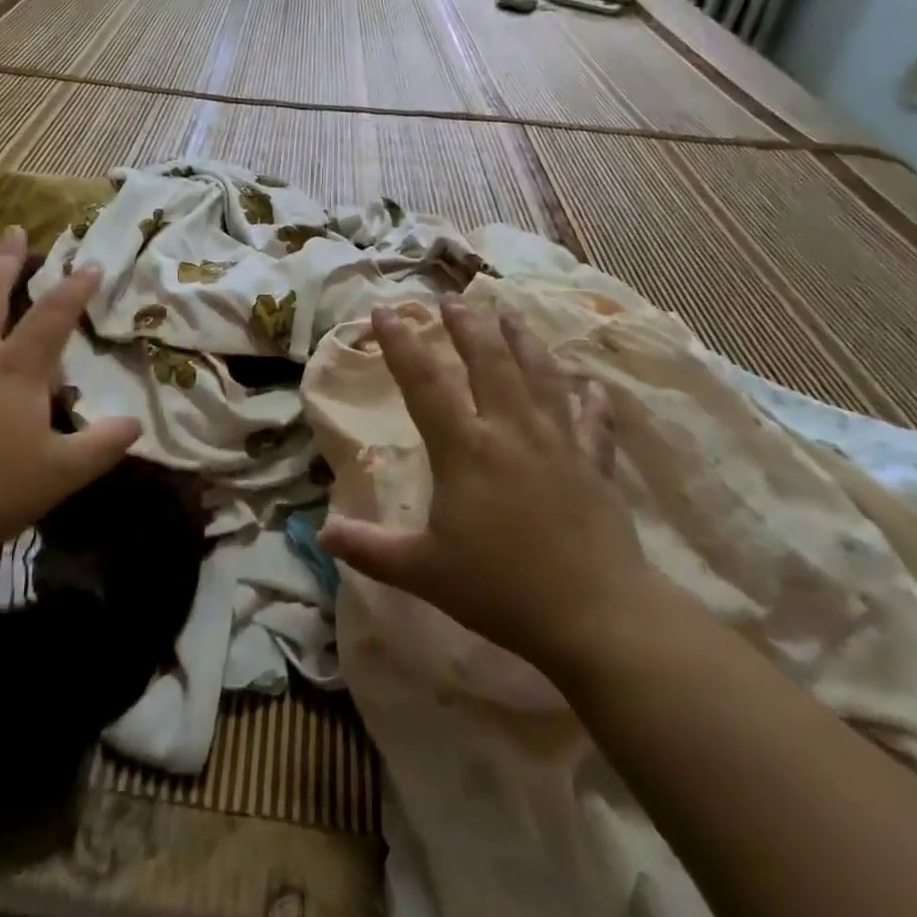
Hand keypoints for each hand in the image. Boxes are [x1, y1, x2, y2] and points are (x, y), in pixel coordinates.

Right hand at [318, 298, 661, 669]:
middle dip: (467, 327)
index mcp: (465, 449)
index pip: (424, 383)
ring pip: (540, 377)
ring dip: (523, 342)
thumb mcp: (423, 572)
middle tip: (452, 299)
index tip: (385, 310)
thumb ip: (369, 548)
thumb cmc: (501, 590)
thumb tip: (320, 532)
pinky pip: (594, 423)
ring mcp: (558, 443)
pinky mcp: (595, 465)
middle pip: (488, 362)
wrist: (596, 617)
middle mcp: (511, 431)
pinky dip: (593, 402)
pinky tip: (593, 386)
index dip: (401, 344)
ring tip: (510, 315)